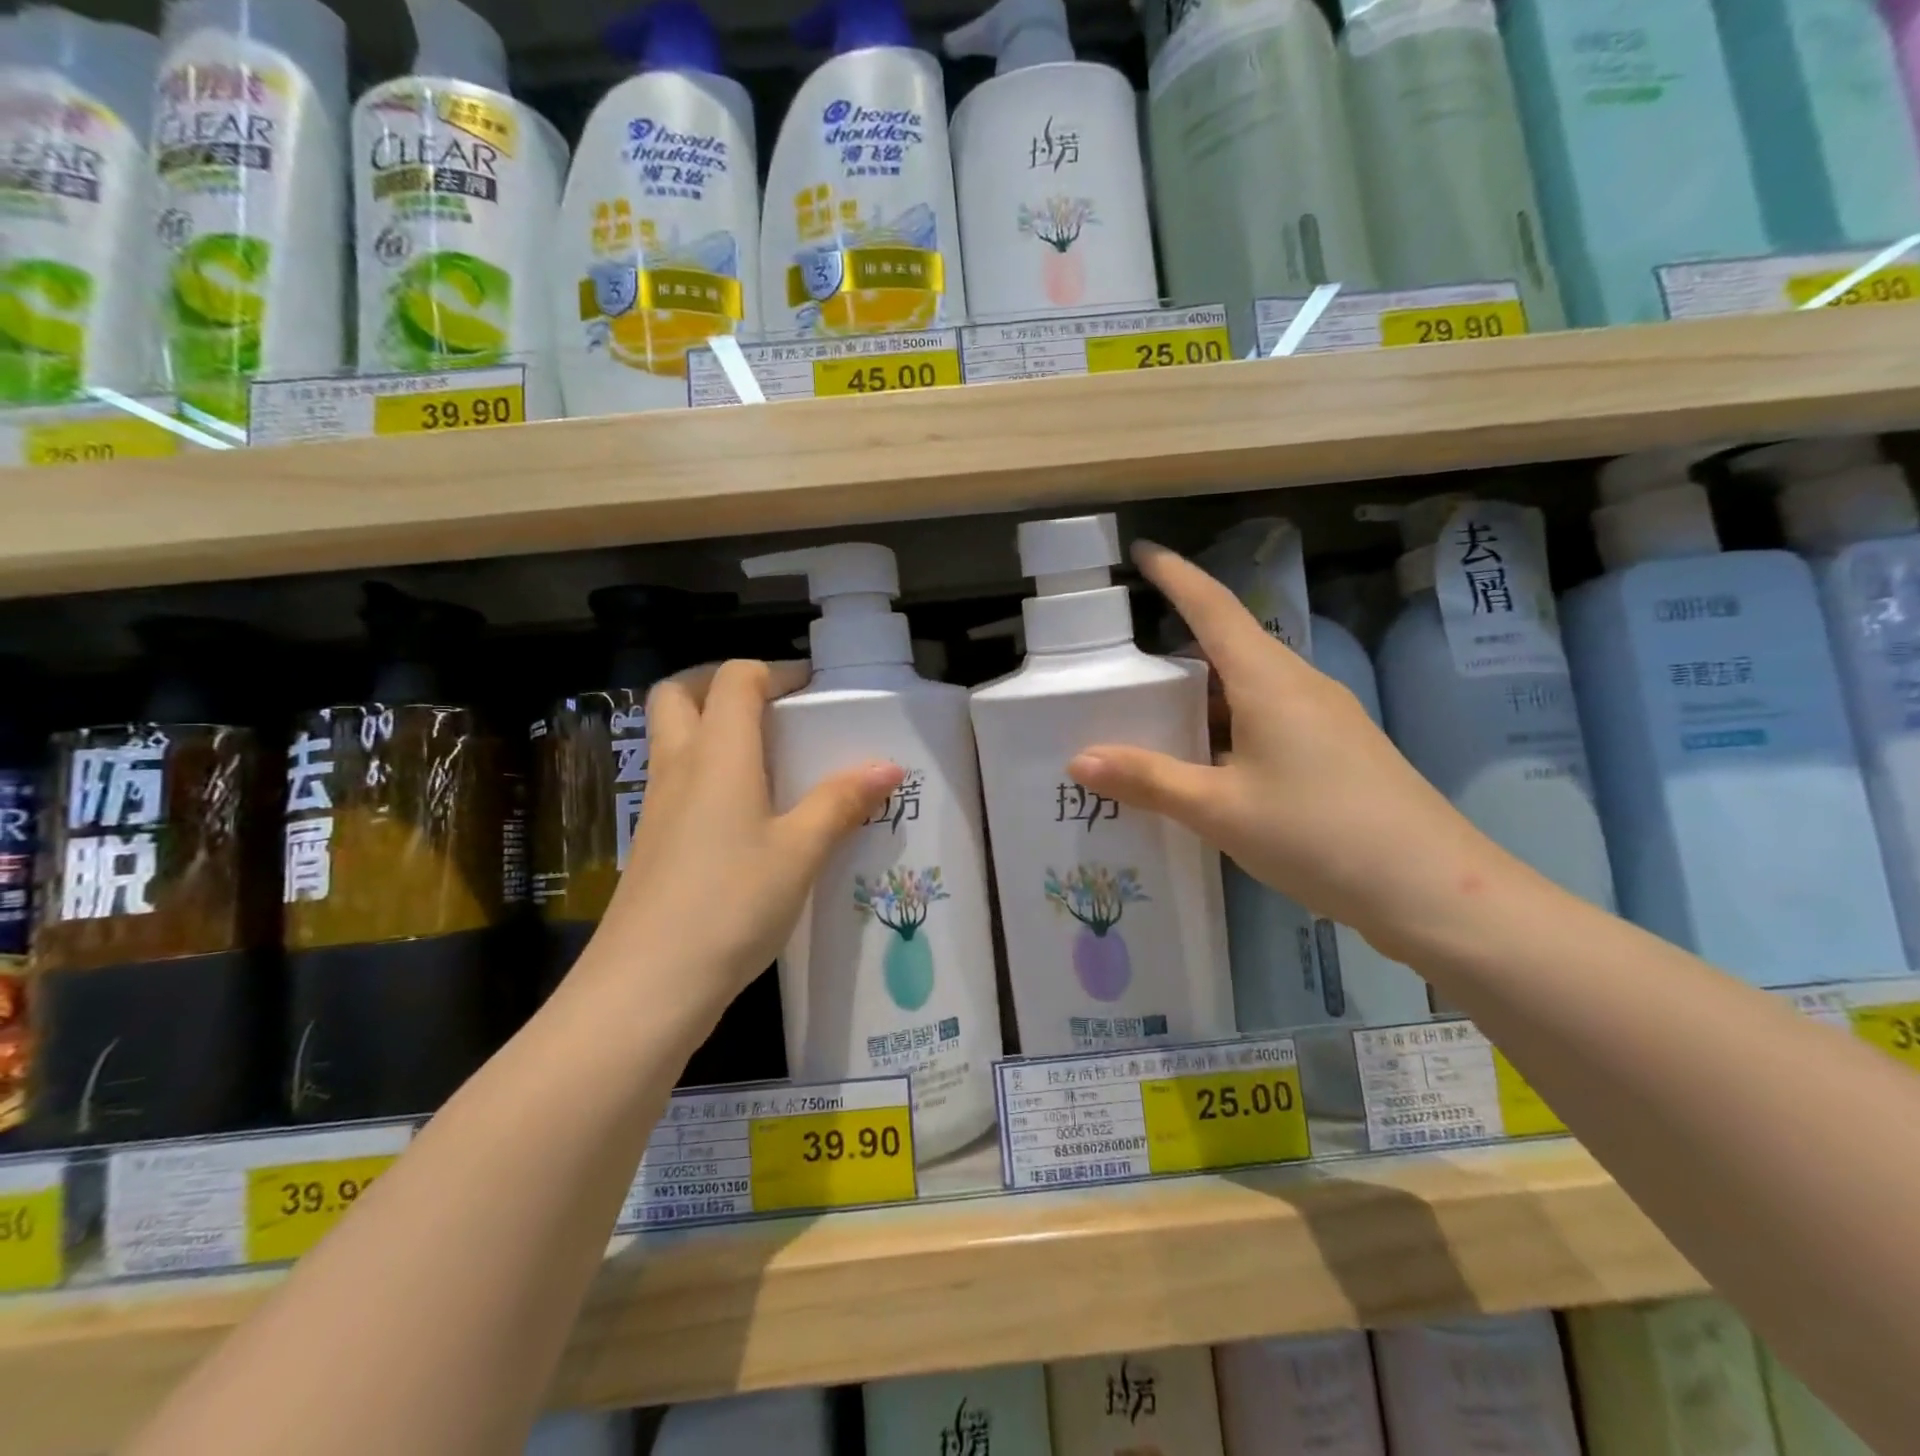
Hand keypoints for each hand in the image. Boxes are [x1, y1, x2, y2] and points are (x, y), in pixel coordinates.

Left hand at [579, 659, 902, 1020]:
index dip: (774, 672)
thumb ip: (841, 803)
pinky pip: (677, 783)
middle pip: (679, 695)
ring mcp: (657, 807)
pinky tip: (748, 816)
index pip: (734, 680)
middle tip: (770, 708)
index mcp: (718, 755)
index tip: (813, 691)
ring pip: (673, 739)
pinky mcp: (652, 844)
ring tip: (769, 759)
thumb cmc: (730, 904)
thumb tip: (889, 765)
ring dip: (712, 729)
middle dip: (721, 685)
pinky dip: (708, 775)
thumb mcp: (800, 853)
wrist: (646, 986)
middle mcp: (679, 768)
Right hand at [1068, 543, 1509, 960]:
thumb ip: (1149, 780)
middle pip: (1229, 646)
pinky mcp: (1337, 750)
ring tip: (1151, 719)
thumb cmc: (1317, 833)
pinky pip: (1268, 719)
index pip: (1213, 607)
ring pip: (1248, 688)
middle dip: (1176, 647)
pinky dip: (1226, 727)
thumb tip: (1080, 759)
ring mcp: (1324, 717)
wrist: (1431, 888)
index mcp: (1269, 680)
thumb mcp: (1219, 808)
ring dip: (1201, 695)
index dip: (1175, 575)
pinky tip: (1205, 764)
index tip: (1141, 552)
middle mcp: (1299, 684)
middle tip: (1122, 668)